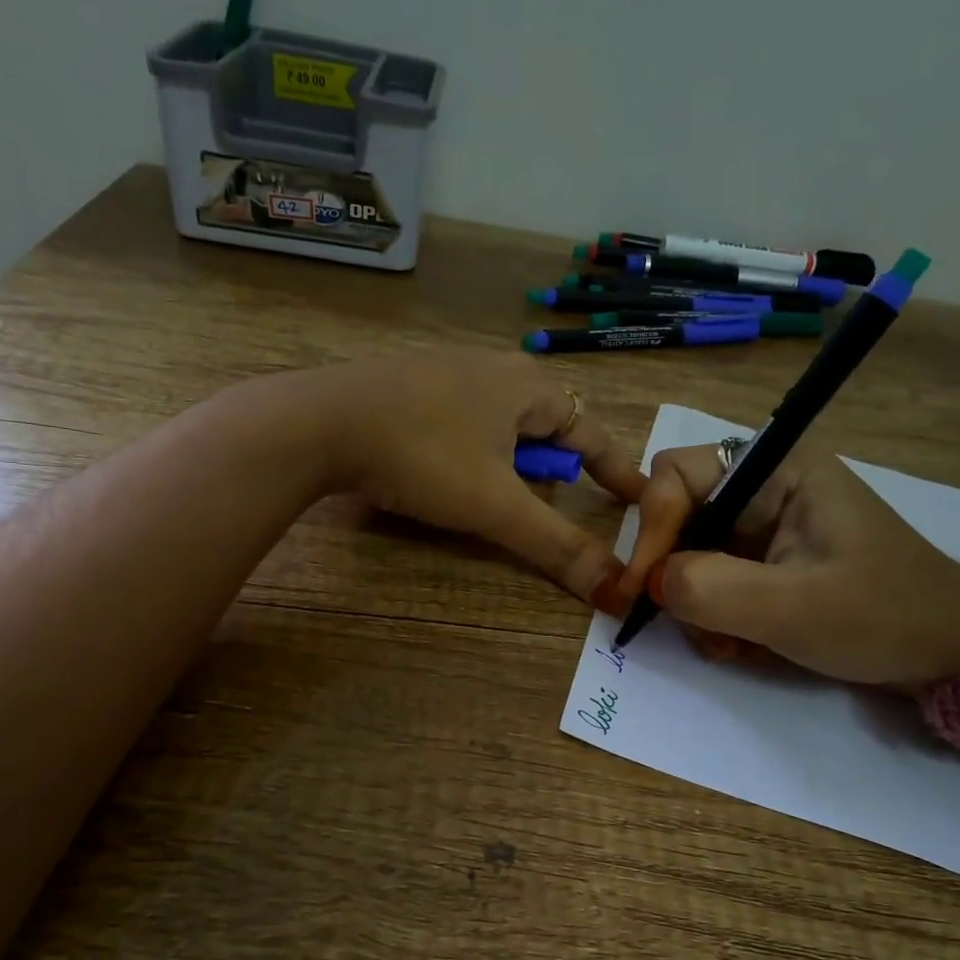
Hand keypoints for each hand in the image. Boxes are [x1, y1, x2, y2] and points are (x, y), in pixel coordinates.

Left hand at [302, 352, 645, 604]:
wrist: (319, 422)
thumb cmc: (422, 456)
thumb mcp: (494, 506)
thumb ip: (556, 545)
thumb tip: (616, 590)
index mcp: (527, 387)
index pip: (591, 433)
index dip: (617, 472)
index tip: (640, 499)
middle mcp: (494, 368)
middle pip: (546, 426)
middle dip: (555, 466)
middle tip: (552, 502)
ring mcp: (447, 371)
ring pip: (501, 422)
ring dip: (511, 460)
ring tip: (497, 493)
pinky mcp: (408, 384)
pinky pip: (462, 419)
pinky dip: (472, 449)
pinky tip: (446, 470)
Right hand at [618, 440, 959, 684]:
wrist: (956, 655)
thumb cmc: (886, 618)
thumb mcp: (793, 608)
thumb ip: (710, 588)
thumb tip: (652, 583)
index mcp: (778, 469)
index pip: (676, 475)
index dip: (652, 529)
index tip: (643, 590)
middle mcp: (766, 486)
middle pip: (678, 516)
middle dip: (675, 574)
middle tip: (688, 625)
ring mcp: (768, 525)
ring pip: (690, 553)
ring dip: (694, 604)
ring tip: (727, 644)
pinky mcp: (770, 559)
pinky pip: (713, 578)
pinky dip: (714, 614)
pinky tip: (740, 644)